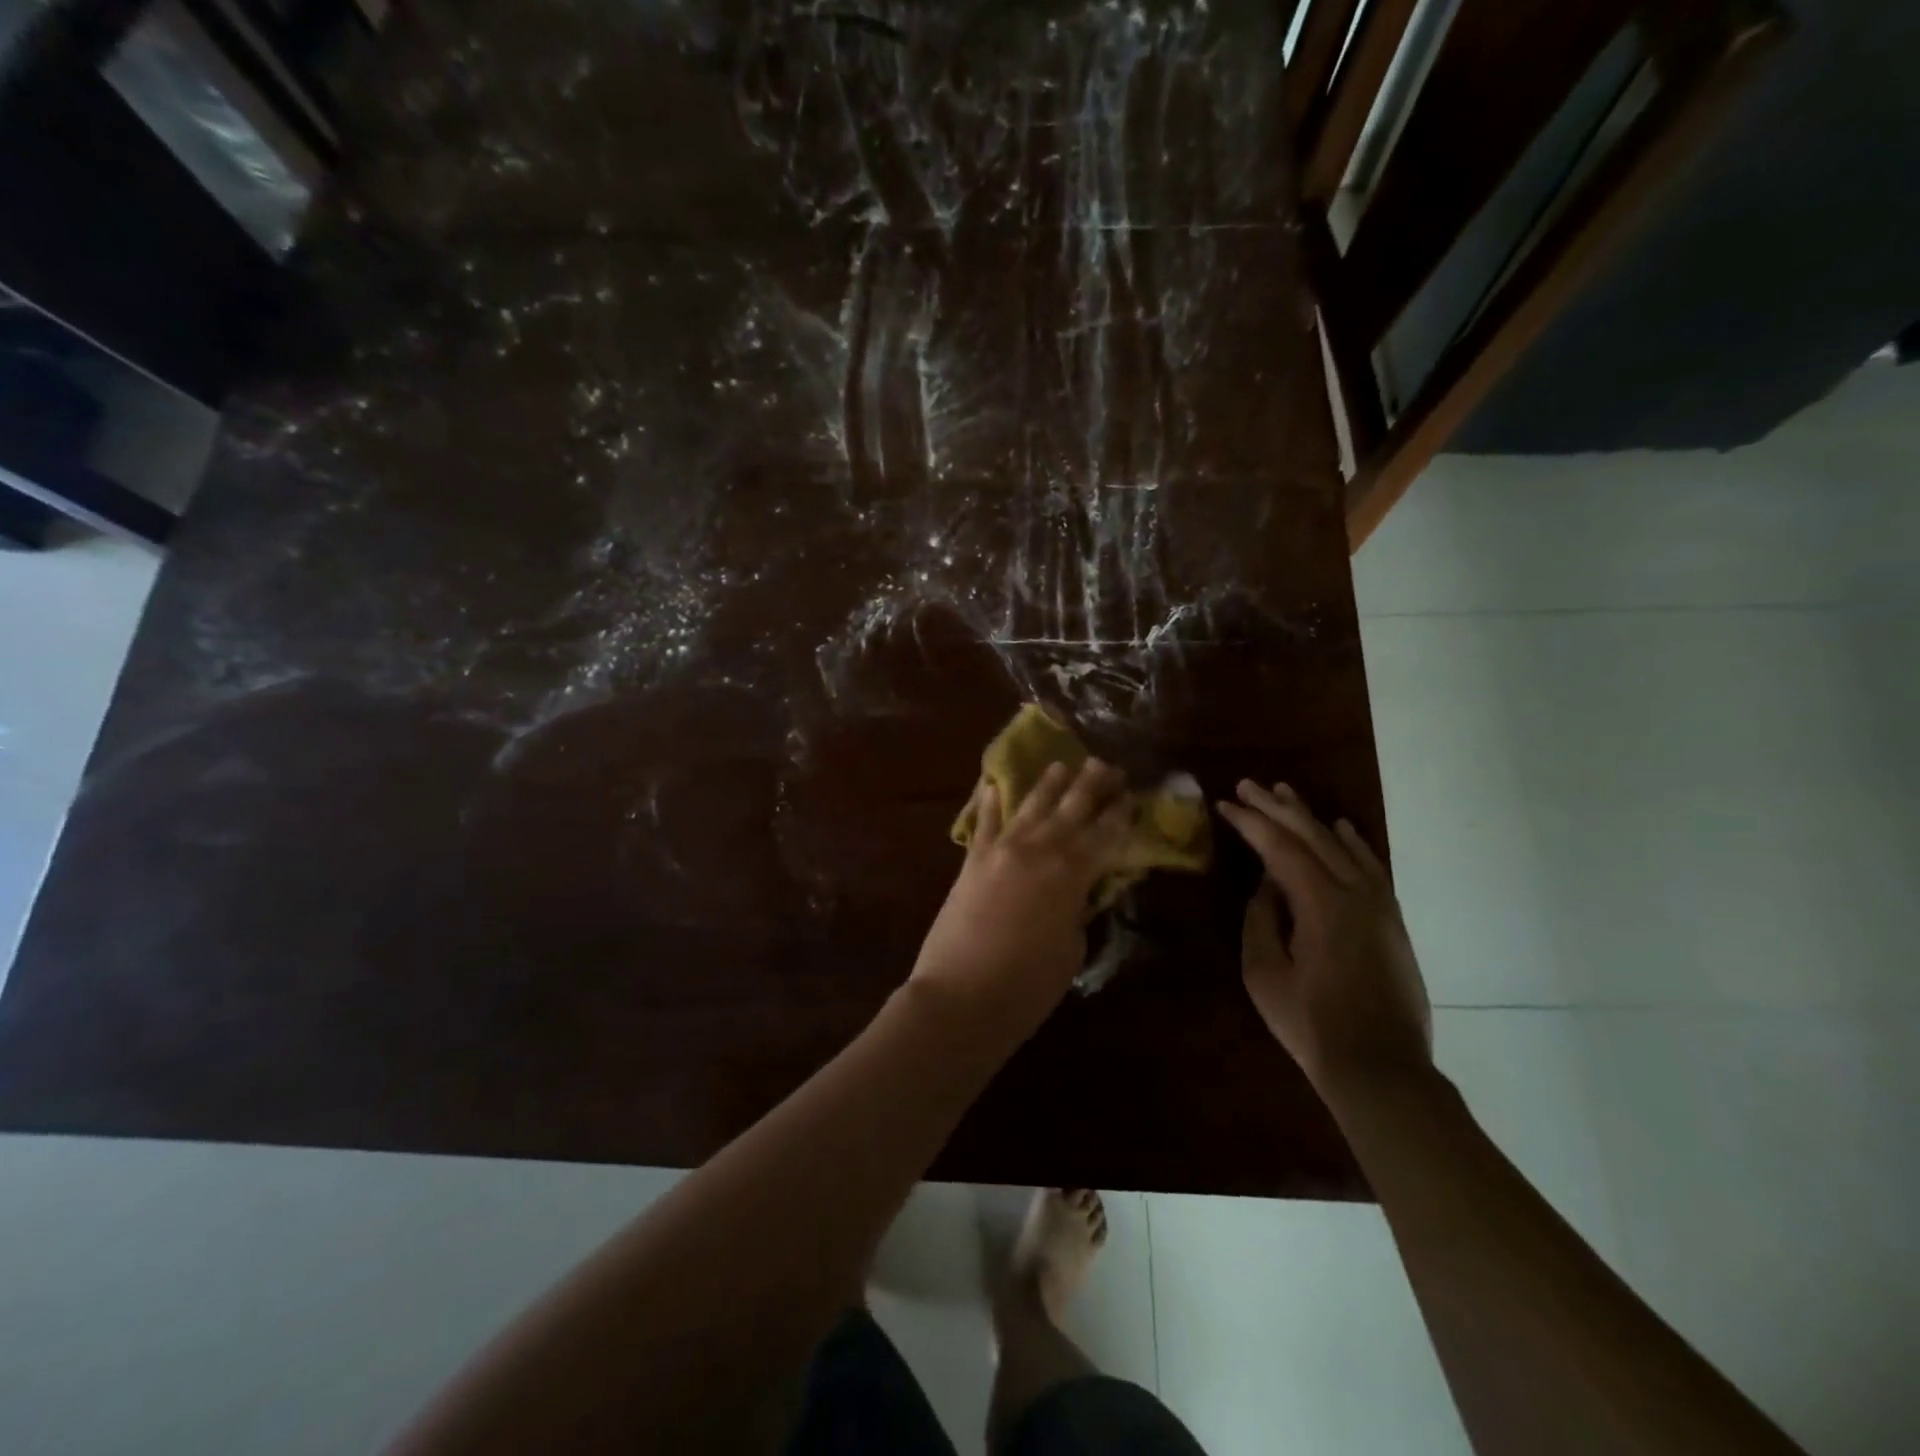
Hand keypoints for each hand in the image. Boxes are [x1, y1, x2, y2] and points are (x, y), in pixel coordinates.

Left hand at [912, 759, 1130, 1022]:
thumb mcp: (1070, 950)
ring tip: (1061, 764)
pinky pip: (983, 824)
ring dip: (1047, 784)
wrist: (960, 996)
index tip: (1131, 793)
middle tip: (1105, 764)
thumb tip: (1077, 892)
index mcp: (1071, 873)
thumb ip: (1076, 911)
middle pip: (1070, 809)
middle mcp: (1038, 850)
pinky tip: (992, 785)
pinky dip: (989, 804)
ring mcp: (1001, 851)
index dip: (1120, 813)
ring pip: (1030, 807)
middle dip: (1090, 785)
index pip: (1104, 834)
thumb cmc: (1027, 985)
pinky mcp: (971, 862)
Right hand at [1216, 781, 1431, 1093]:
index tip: (1225, 803)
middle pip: (1313, 837)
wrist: (1380, 1068)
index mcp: (1322, 905)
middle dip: (1277, 808)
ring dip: (1311, 818)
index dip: (1251, 823)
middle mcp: (1356, 894)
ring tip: (1284, 794)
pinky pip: (1372, 867)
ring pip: (1342, 846)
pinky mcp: (1391, 921)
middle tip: (1248, 785)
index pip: (1280, 849)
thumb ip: (1261, 920)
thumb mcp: (1264, 973)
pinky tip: (1340, 828)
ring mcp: (1380, 906)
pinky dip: (1353, 843)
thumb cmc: (1311, 1025)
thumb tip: (1266, 886)